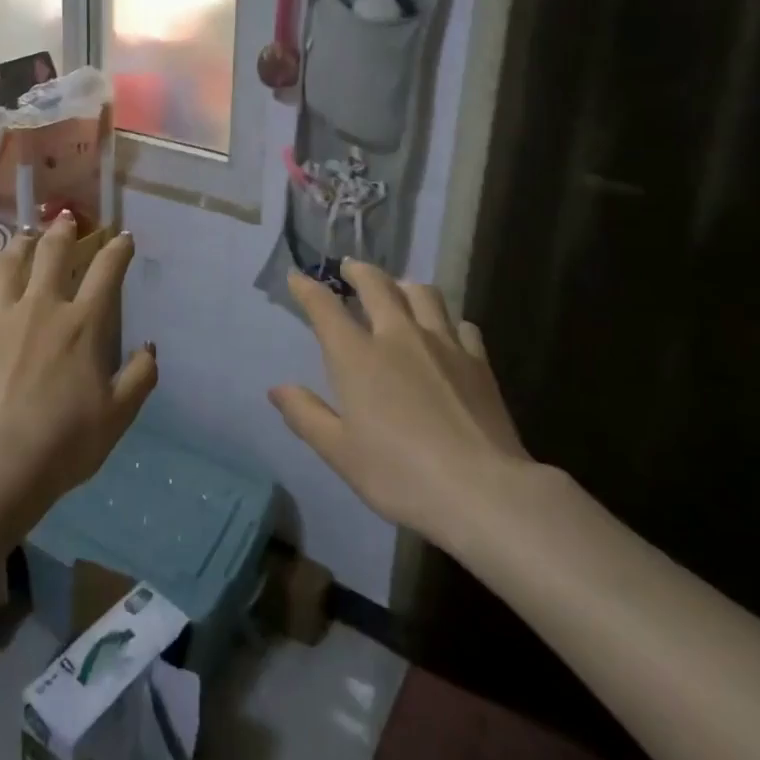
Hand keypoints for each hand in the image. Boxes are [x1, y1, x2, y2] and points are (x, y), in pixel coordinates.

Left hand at [0, 213, 157, 503]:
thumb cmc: (65, 441)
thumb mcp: (118, 415)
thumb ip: (140, 376)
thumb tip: (150, 347)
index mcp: (84, 324)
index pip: (106, 273)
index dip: (118, 250)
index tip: (123, 237)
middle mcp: (43, 307)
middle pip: (54, 255)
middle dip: (64, 232)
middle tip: (66, 218)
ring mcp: (1, 315)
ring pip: (11, 263)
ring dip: (21, 243)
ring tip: (25, 234)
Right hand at [269, 260, 531, 552]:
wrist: (482, 490)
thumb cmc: (399, 474)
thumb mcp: (339, 452)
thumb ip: (306, 415)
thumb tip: (277, 388)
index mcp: (357, 356)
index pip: (325, 307)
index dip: (308, 289)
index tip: (297, 277)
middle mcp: (398, 336)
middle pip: (377, 285)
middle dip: (358, 271)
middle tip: (350, 268)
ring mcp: (443, 344)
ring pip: (423, 294)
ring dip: (404, 285)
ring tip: (398, 290)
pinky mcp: (478, 361)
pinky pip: (461, 325)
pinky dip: (447, 321)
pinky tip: (447, 333)